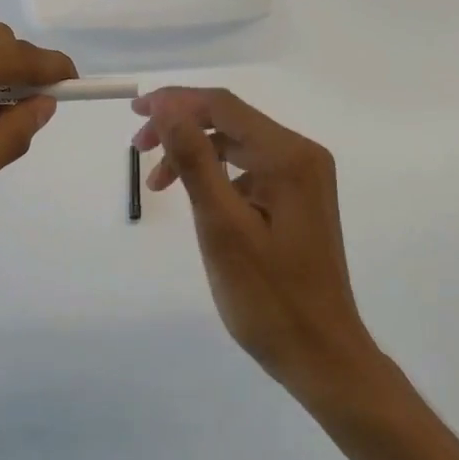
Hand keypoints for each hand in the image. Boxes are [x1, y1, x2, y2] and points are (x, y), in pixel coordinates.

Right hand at [133, 87, 383, 405]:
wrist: (323, 358)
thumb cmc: (269, 298)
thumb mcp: (222, 227)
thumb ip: (194, 160)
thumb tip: (166, 107)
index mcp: (288, 155)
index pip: (223, 106)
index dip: (175, 102)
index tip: (135, 113)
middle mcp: (301, 154)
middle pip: (230, 120)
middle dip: (181, 126)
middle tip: (137, 149)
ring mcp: (303, 176)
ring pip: (237, 143)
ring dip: (195, 152)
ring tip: (157, 183)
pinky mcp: (298, 197)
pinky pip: (249, 167)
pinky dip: (216, 173)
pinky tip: (197, 198)